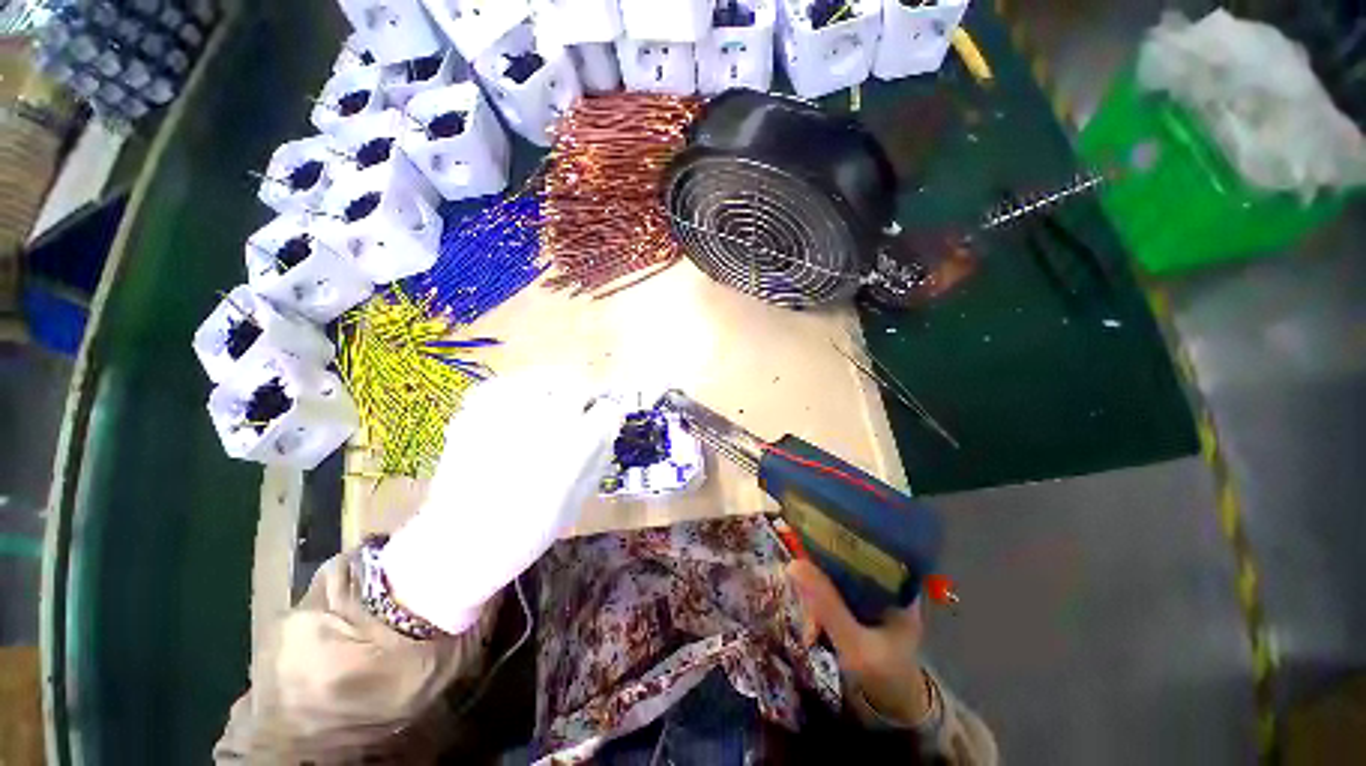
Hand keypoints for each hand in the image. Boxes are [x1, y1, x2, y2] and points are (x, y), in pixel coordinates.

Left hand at [381, 368, 624, 633]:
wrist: (460, 545)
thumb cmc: (528, 531)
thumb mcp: (579, 500)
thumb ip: (598, 459)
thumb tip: (607, 430)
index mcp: (577, 443)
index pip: (607, 409)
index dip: (608, 415)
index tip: (603, 422)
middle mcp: (547, 419)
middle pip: (578, 385)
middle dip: (584, 397)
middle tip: (577, 411)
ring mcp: (509, 412)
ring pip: (543, 377)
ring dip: (553, 388)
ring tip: (548, 403)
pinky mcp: (476, 412)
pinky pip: (503, 384)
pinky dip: (514, 390)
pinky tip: (515, 406)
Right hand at [788, 559, 931, 724]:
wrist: (894, 710)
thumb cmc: (885, 676)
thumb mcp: (855, 645)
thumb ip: (827, 606)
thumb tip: (793, 564)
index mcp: (896, 584)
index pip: (862, 546)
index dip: (832, 541)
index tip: (806, 545)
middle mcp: (884, 582)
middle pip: (842, 562)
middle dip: (818, 581)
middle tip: (806, 610)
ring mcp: (870, 594)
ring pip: (833, 578)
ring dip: (816, 600)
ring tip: (811, 632)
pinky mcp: (857, 605)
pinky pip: (831, 594)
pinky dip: (818, 608)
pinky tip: (813, 630)